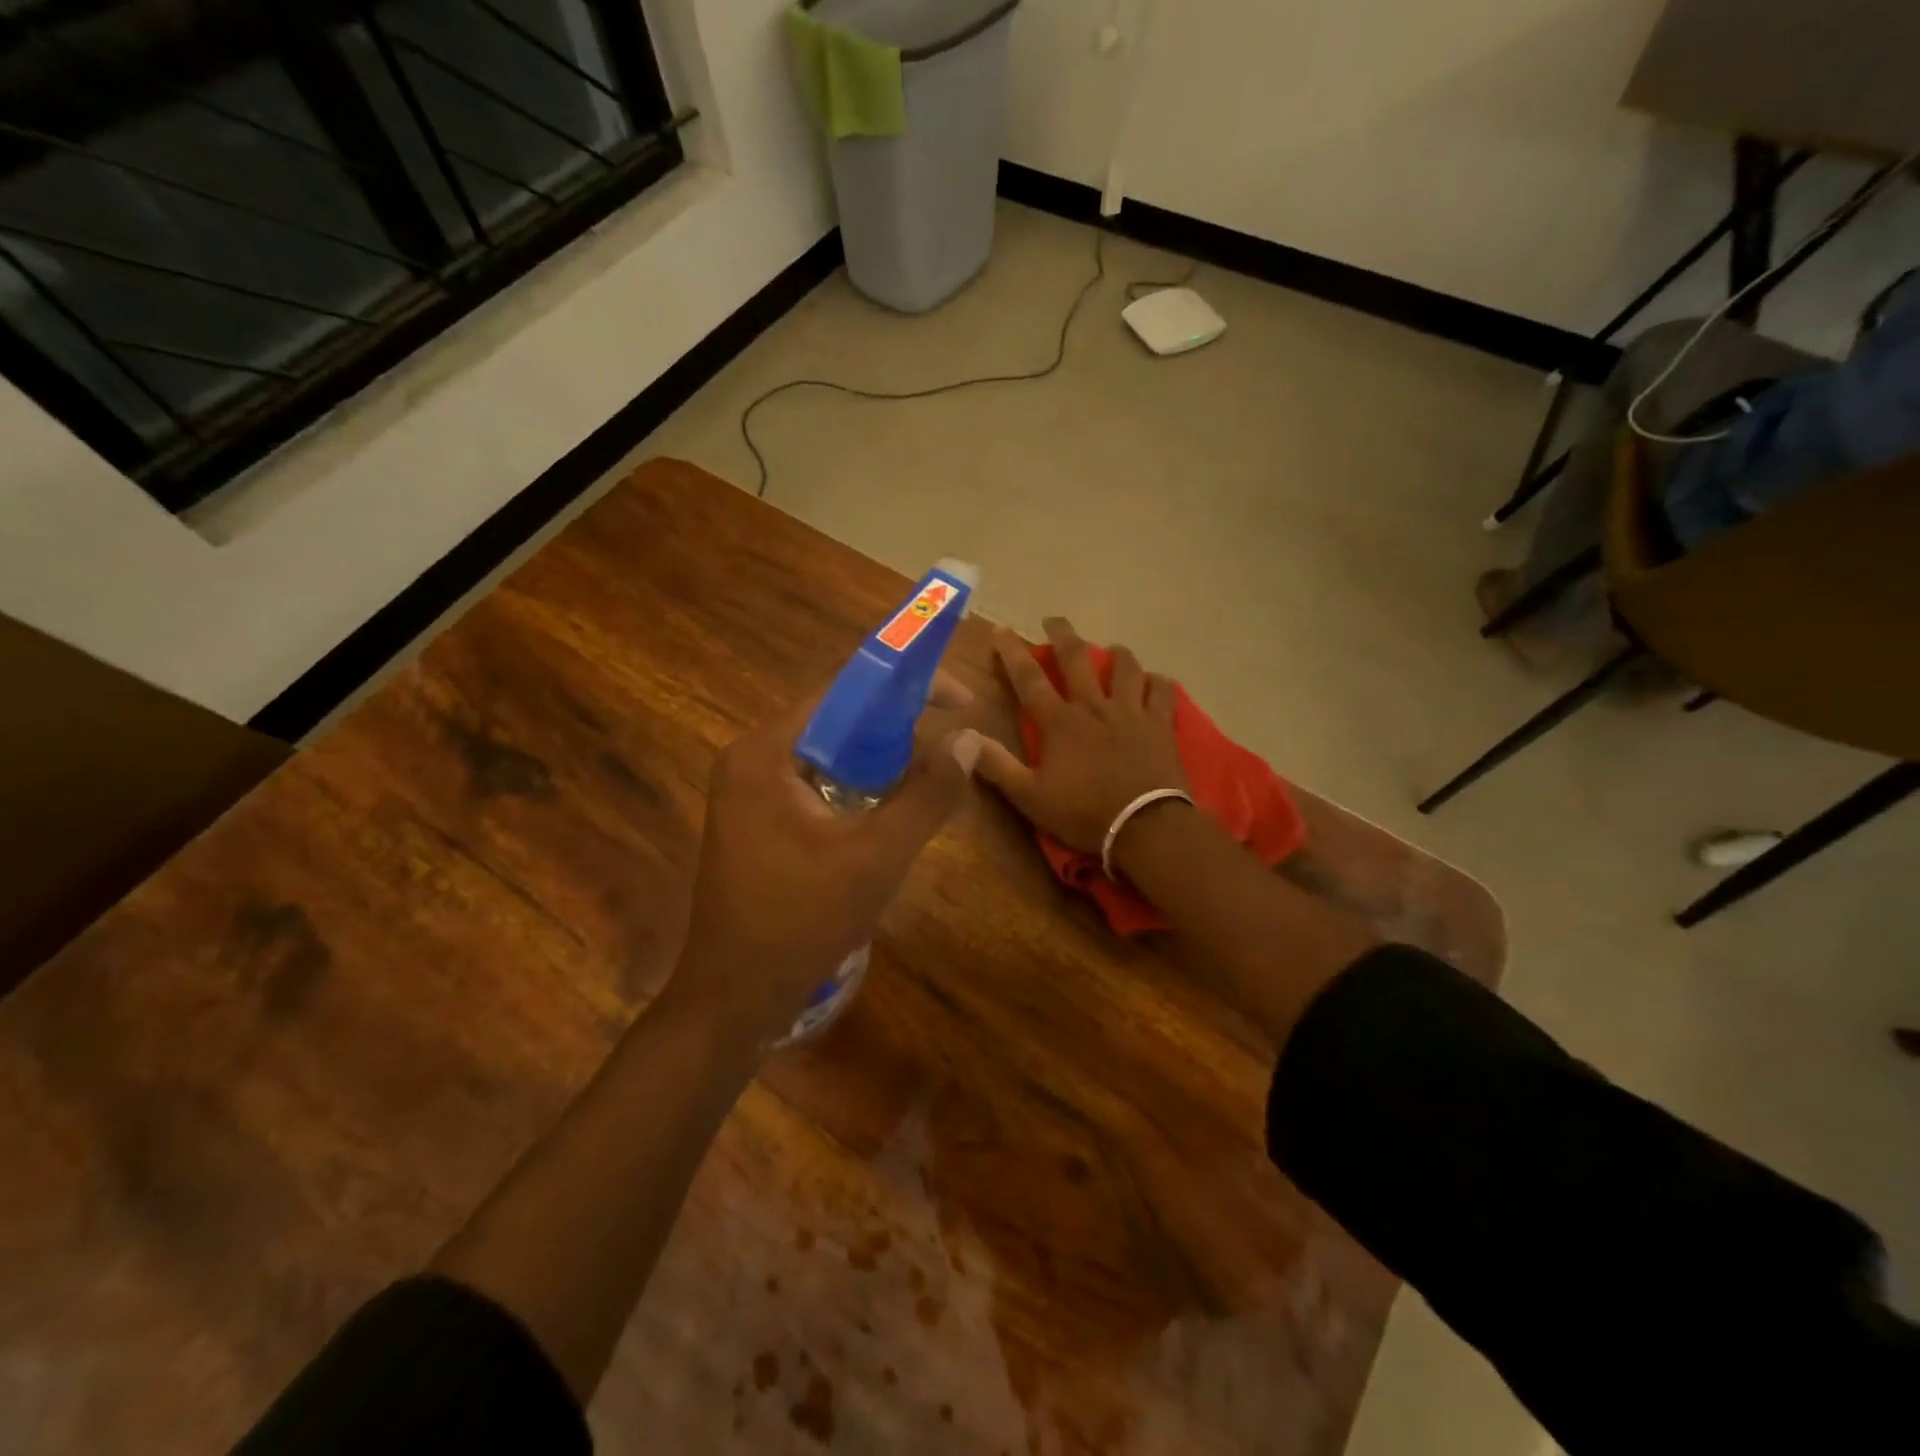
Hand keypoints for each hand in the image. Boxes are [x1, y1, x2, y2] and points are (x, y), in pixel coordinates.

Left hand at [665, 674, 982, 1045]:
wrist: (734, 998)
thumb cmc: (799, 924)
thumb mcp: (875, 859)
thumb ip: (926, 795)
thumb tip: (968, 739)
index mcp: (766, 752)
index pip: (844, 692)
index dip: (907, 686)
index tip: (960, 700)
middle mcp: (752, 758)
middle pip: (838, 720)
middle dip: (898, 727)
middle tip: (950, 742)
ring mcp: (750, 789)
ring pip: (831, 753)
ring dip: (881, 760)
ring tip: (926, 778)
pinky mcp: (758, 817)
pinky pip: (818, 782)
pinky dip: (858, 787)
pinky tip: (887, 812)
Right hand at [975, 618, 1188, 854]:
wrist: (1145, 827)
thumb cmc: (1083, 813)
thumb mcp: (1029, 797)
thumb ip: (996, 765)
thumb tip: (961, 737)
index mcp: (1059, 722)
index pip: (1029, 678)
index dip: (1012, 652)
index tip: (1001, 630)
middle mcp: (1094, 706)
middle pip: (1077, 658)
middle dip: (1063, 635)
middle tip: (1054, 621)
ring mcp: (1131, 711)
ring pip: (1126, 666)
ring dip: (1116, 654)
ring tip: (1112, 651)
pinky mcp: (1161, 724)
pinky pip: (1163, 691)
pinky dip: (1157, 682)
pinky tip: (1154, 683)